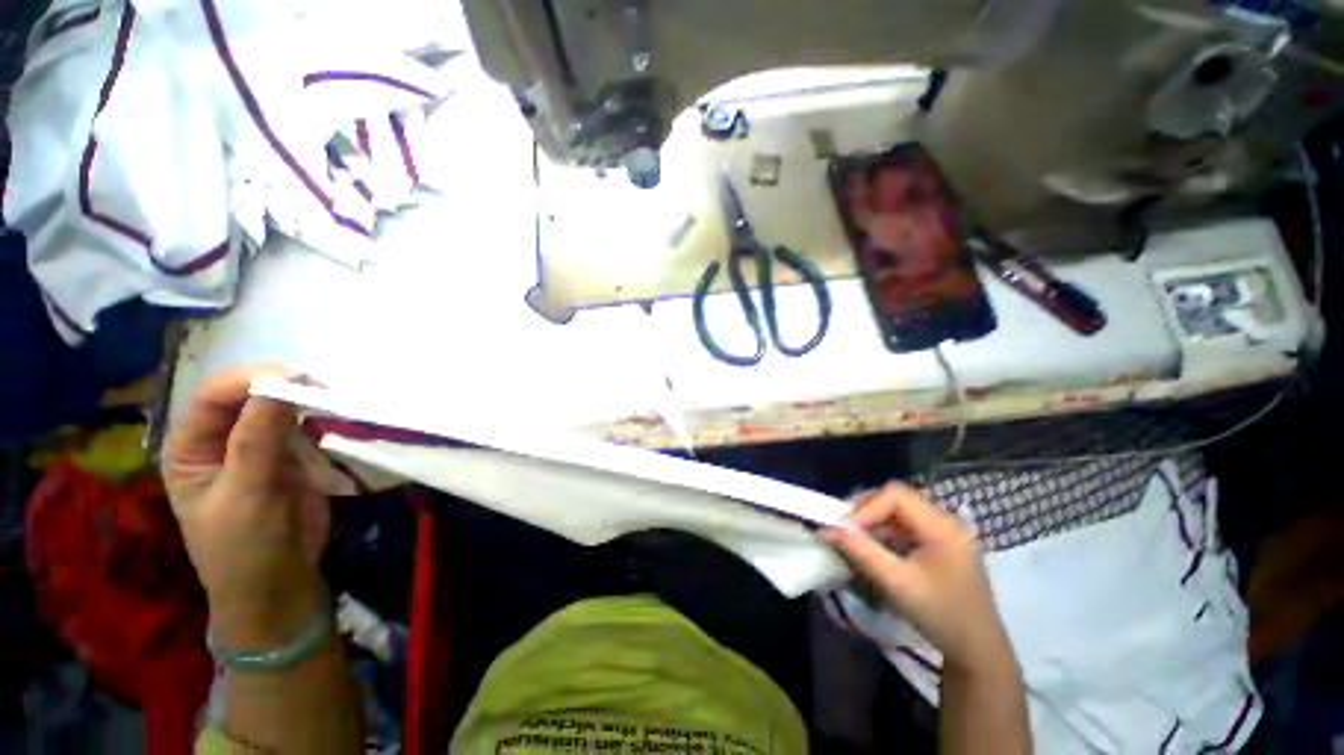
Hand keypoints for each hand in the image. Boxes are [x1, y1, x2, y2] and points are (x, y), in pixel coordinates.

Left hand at [163, 365, 329, 649]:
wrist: (279, 585)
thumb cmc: (243, 548)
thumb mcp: (244, 493)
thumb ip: (257, 438)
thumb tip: (281, 381)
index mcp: (191, 447)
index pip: (212, 397)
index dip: (248, 381)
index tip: (295, 377)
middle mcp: (222, 439)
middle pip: (247, 396)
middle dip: (281, 386)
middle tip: (322, 386)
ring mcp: (261, 446)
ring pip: (281, 407)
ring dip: (307, 400)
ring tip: (336, 397)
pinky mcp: (295, 455)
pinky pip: (307, 426)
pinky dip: (323, 417)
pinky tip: (340, 414)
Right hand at [824, 484, 1012, 673]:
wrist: (978, 652)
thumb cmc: (941, 616)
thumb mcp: (897, 583)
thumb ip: (861, 552)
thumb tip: (826, 530)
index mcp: (941, 526)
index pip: (895, 495)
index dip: (865, 507)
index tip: (843, 528)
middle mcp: (943, 521)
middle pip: (895, 498)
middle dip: (865, 511)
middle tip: (843, 530)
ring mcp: (942, 532)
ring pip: (897, 511)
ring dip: (872, 521)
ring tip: (853, 539)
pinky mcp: (938, 545)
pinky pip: (903, 526)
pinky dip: (883, 532)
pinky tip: (873, 548)